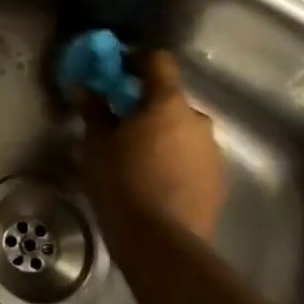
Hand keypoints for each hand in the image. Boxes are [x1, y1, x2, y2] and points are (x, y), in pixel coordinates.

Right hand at [80, 50, 224, 240]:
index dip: (135, 60)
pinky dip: (174, 160)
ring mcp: (212, 151)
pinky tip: (154, 181)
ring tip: (136, 158)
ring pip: (182, 130)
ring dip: (161, 134)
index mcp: (167, 103)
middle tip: (120, 123)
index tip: (115, 71)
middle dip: (146, 106)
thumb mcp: (97, 145)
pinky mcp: (218, 180)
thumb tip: (85, 87)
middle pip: (170, 99)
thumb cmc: (122, 183)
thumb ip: (94, 111)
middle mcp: (197, 119)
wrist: (161, 242)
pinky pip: (191, 157)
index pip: (157, 62)